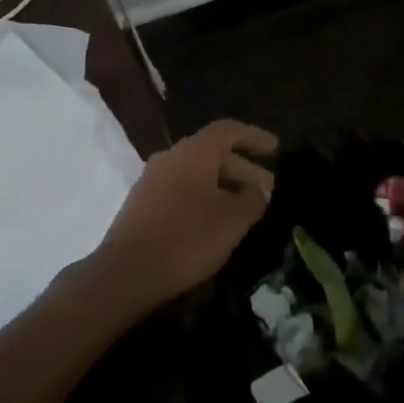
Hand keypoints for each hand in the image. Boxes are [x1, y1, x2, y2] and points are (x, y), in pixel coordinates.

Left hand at [91, 119, 277, 313]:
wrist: (127, 271)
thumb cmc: (187, 237)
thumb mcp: (232, 220)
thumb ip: (251, 200)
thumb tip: (256, 190)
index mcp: (194, 151)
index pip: (228, 131)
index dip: (253, 137)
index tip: (276, 149)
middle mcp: (171, 156)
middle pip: (212, 152)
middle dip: (242, 168)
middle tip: (267, 189)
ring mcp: (152, 180)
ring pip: (196, 173)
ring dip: (223, 186)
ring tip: (244, 208)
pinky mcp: (141, 204)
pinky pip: (180, 190)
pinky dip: (203, 198)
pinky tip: (214, 222)